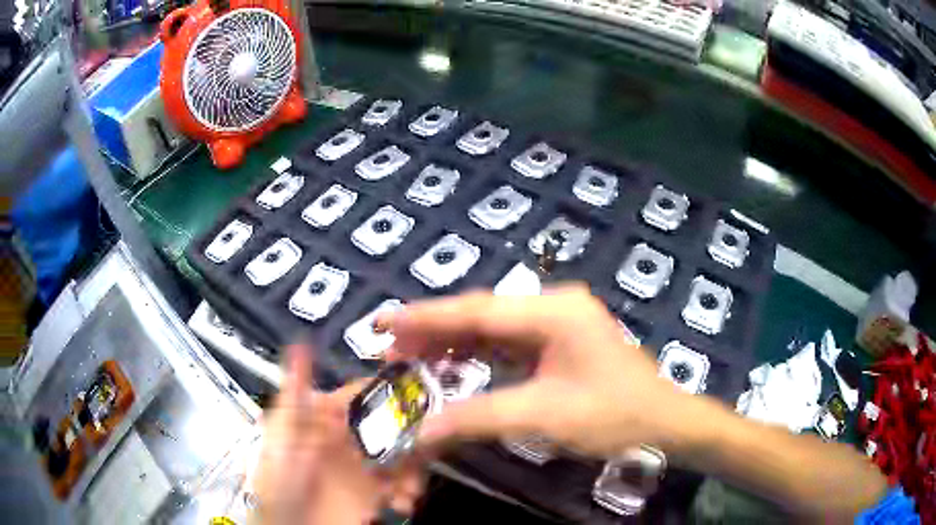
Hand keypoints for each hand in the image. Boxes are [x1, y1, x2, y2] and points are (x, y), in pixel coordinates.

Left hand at [253, 345, 425, 524]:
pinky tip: (401, 503)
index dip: (391, 388)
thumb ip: (292, 395)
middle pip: (394, 425)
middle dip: (414, 435)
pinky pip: (406, 483)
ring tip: (407, 490)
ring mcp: (365, 468)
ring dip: (415, 468)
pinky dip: (411, 490)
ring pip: (406, 454)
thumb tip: (300, 345)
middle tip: (426, 448)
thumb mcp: (281, 439)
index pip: (365, 394)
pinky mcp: (377, 494)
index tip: (420, 386)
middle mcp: (350, 440)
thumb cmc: (279, 485)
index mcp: (326, 420)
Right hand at [380, 285, 690, 458]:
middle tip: (389, 349)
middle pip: (481, 316)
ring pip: (491, 330)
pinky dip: (475, 357)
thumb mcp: (544, 416)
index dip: (426, 317)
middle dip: (433, 333)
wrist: (664, 423)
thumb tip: (423, 432)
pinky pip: (506, 346)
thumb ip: (479, 417)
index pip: (477, 311)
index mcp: (555, 312)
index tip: (384, 322)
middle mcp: (553, 308)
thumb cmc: (614, 415)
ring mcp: (556, 325)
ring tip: (408, 359)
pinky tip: (449, 366)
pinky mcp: (557, 344)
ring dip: (451, 345)